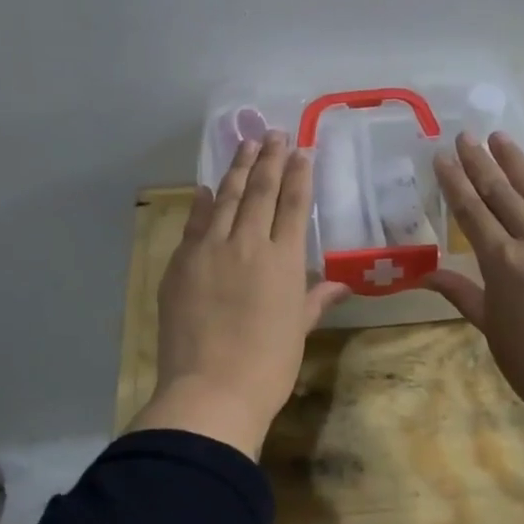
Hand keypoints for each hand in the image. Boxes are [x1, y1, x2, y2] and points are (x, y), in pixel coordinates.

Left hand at [133, 132, 351, 459]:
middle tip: (273, 133)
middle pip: (260, 191)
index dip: (298, 174)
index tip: (301, 150)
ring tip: (246, 144)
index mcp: (284, 260)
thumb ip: (316, 299)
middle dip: (269, 159)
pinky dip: (201, 202)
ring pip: (225, 197)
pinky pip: (194, 223)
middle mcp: (248, 243)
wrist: (211, 391)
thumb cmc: (268, 366)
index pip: (294, 204)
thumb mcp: (298, 330)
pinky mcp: (181, 263)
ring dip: (237, 168)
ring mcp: (210, 250)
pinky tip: (206, 187)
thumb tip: (342, 284)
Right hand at [426, 132, 523, 426]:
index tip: (441, 156)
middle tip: (465, 135)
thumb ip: (462, 293)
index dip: (454, 181)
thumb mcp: (491, 327)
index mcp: (502, 261)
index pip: (471, 210)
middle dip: (480, 161)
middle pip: (501, 191)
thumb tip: (427, 275)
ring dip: (516, 162)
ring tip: (500, 138)